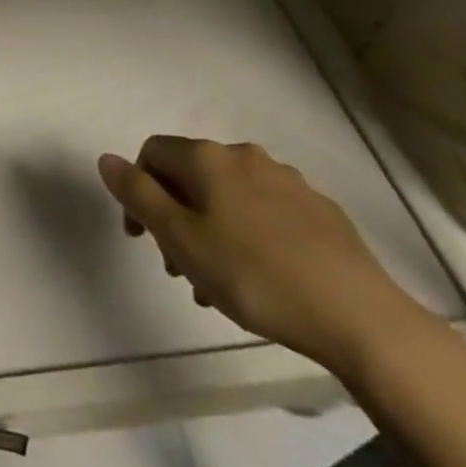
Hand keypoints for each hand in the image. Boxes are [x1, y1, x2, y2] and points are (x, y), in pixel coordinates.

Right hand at [98, 137, 438, 372]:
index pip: (153, 152)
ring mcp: (286, 180)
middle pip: (192, 176)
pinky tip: (262, 280)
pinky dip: (249, 236)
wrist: (359, 314)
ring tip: (219, 288)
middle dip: (176, 217)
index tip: (141, 239)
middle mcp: (243, 155)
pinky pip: (266, 213)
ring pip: (230, 197)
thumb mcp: (182, 240)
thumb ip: (139, 195)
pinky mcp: (319, 210)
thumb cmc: (255, 275)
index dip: (137, 189)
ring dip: (212, 231)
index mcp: (207, 158)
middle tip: (179, 269)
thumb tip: (106, 158)